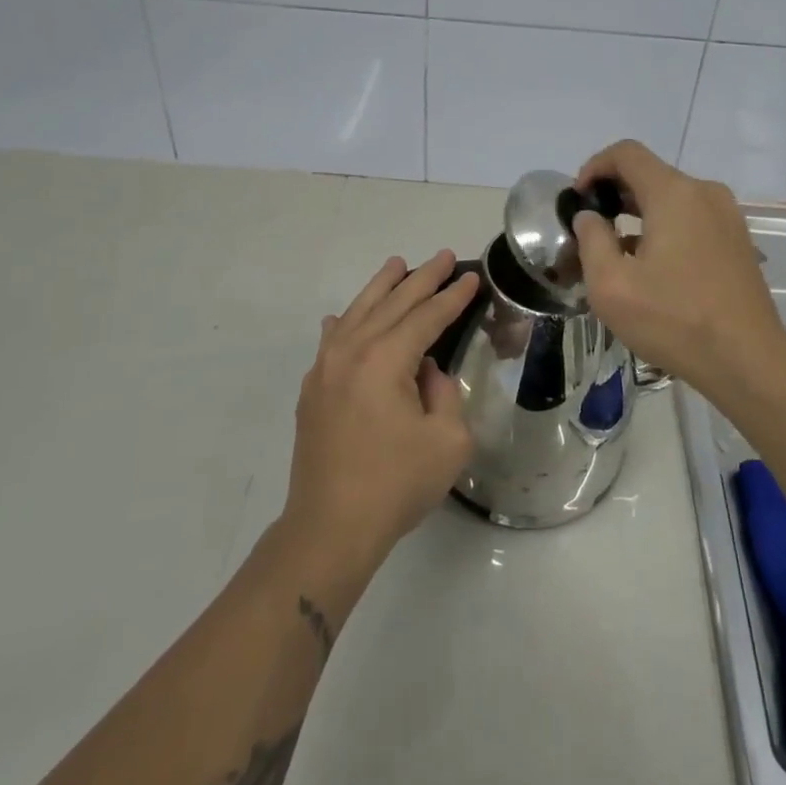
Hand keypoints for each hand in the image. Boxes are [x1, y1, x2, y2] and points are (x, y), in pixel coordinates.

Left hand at [279, 251, 479, 572]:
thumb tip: (425, 371)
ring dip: (381, 287)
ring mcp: (326, 369)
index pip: (426, 317)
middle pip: (392, 304)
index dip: (452, 296)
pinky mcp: (313, 390)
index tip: (472, 276)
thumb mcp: (448, 441)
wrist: (330, 528)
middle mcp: (352, 353)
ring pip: (358, 313)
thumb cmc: (395, 485)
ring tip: (398, 265)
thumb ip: (443, 393)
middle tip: (444, 256)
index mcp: (386, 360)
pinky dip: (345, 321)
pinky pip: (331, 340)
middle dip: (421, 279)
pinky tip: (346, 316)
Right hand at [570, 141, 785, 394]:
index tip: (578, 200)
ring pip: (672, 197)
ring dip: (639, 213)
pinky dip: (666, 227)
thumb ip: (591, 239)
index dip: (594, 167)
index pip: (626, 153)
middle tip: (591, 228)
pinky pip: (692, 217)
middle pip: (650, 173)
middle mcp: (704, 192)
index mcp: (674, 193)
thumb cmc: (673, 319)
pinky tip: (653, 266)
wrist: (747, 359)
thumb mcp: (611, 285)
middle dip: (614, 193)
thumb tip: (590, 216)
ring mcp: (727, 215)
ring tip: (617, 251)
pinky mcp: (738, 239)